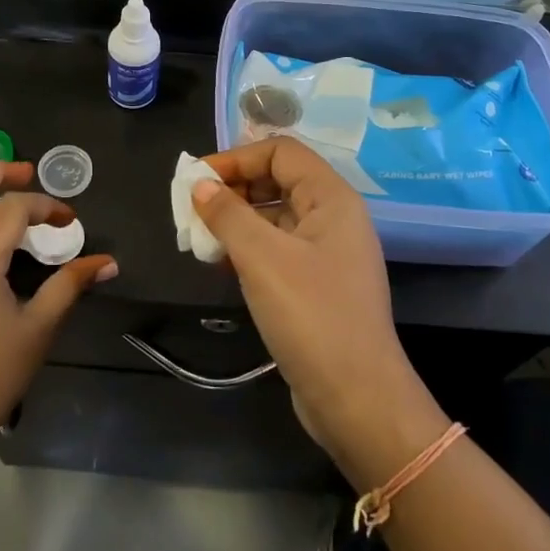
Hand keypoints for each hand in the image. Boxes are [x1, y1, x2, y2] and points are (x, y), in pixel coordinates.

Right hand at [191, 138, 424, 466]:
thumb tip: (199, 185)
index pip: (281, 151)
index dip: (237, 158)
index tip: (197, 180)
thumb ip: (227, 214)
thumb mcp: (262, 258)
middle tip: (193, 211)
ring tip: (200, 240)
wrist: (356, 398)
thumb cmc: (311, 315)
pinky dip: (248, 248)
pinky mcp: (317, 284)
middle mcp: (333, 218)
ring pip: (274, 217)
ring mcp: (327, 253)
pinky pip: (277, 249)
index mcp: (332, 198)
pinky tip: (221, 265)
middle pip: (277, 180)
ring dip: (236, 220)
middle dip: (233, 189)